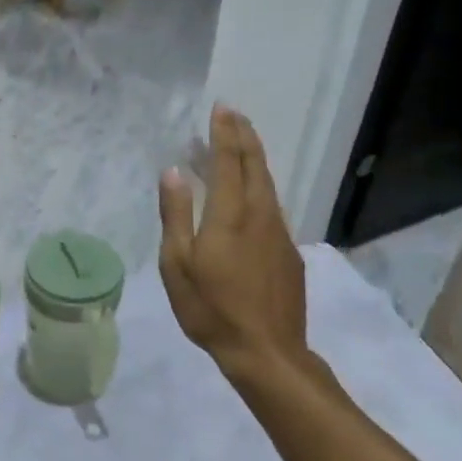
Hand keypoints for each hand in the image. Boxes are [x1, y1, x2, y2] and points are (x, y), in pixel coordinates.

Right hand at [158, 104, 307, 383]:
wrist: (267, 351)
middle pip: (255, 165)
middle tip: (234, 114)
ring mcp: (279, 233)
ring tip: (241, 144)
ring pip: (268, 184)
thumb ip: (176, 215)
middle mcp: (259, 215)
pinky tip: (252, 194)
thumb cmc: (212, 309)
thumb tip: (173, 172)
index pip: (228, 161)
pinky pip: (273, 207)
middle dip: (244, 136)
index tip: (221, 109)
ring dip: (254, 159)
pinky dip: (261, 187)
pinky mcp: (289, 252)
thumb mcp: (178, 265)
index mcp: (229, 215)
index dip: (224, 133)